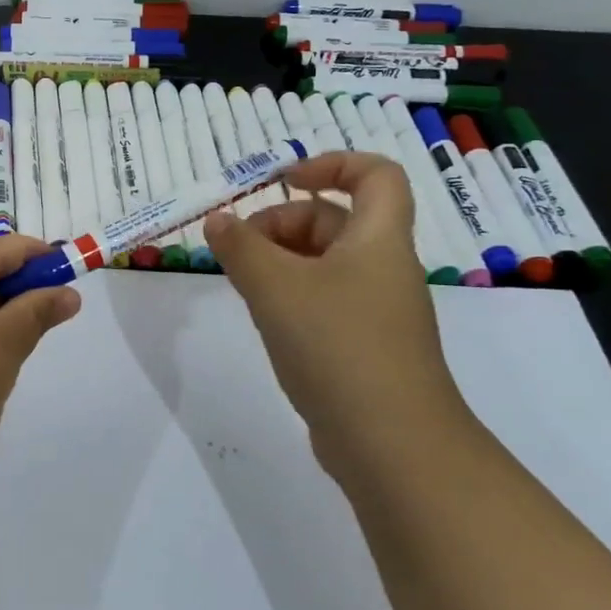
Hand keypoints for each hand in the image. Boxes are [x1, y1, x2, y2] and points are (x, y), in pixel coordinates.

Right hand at [203, 152, 467, 476]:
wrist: (393, 446)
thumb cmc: (337, 346)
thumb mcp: (276, 287)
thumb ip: (241, 247)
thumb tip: (218, 220)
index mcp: (378, 240)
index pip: (376, 174)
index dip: (332, 163)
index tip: (284, 181)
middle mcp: (383, 268)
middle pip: (334, 221)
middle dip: (282, 223)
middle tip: (239, 250)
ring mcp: (376, 311)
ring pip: (324, 264)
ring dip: (280, 262)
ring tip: (243, 284)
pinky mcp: (364, 346)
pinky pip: (324, 301)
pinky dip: (291, 297)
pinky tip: (265, 320)